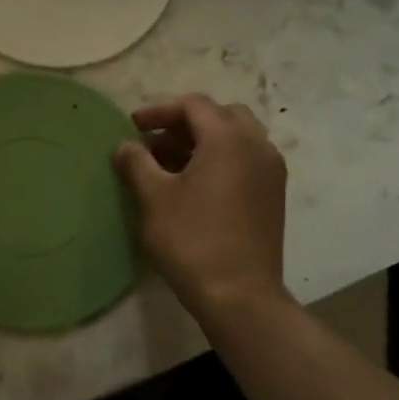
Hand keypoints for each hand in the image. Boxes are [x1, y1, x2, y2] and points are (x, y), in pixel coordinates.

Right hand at [115, 95, 291, 317]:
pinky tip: (195, 186)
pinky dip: (220, 159)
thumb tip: (125, 146)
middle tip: (154, 143)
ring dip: (203, 142)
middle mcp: (257, 146)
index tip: (132, 126)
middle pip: (220, 115)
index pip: (193, 105)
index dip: (159, 110)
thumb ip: (136, 163)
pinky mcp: (273, 195)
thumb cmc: (191, 239)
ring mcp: (270, 171)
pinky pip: (246, 160)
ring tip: (170, 166)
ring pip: (236, 138)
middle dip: (184, 123)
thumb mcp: (154, 198)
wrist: (239, 294)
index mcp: (228, 139)